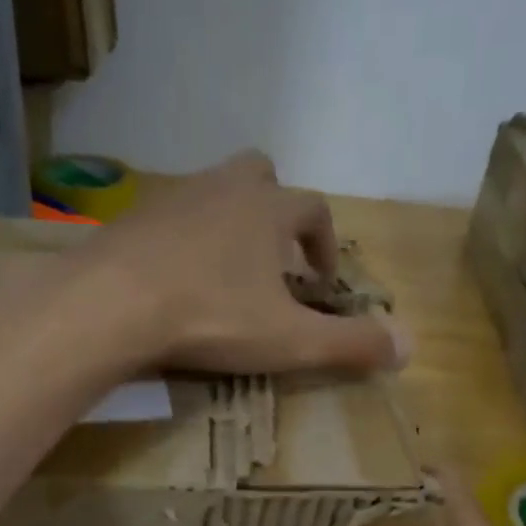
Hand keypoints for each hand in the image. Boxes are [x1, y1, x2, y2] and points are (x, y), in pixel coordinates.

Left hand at [72, 152, 403, 377]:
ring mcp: (175, 198)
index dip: (325, 245)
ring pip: (214, 194)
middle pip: (264, 177)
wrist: (115, 303)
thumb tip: (410, 348)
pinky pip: (171, 219)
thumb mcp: (290, 341)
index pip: (314, 210)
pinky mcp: (134, 219)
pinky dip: (185, 242)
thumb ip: (349, 344)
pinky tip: (178, 280)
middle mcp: (225, 188)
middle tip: (277, 261)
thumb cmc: (213, 317)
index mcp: (270, 209)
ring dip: (230, 225)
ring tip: (228, 274)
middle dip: (278, 214)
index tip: (323, 284)